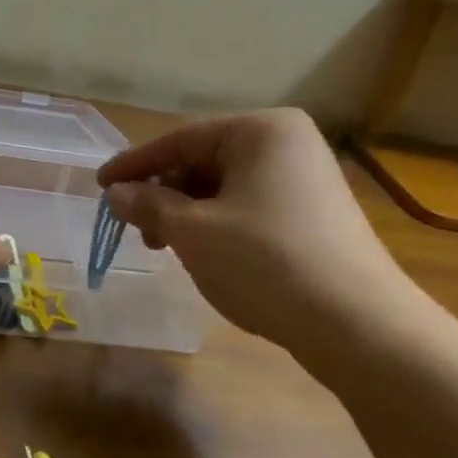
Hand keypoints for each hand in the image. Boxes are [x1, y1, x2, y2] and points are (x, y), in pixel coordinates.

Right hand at [97, 110, 414, 352]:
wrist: (358, 326)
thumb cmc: (265, 262)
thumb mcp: (193, 231)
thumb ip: (148, 205)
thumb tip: (116, 193)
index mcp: (261, 131)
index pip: (181, 139)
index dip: (135, 164)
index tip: (99, 186)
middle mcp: (287, 144)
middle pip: (204, 161)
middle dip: (164, 193)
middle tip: (136, 228)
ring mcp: (306, 180)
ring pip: (224, 188)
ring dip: (187, 213)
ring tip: (166, 246)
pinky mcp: (314, 215)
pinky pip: (249, 207)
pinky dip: (217, 225)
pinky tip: (204, 254)